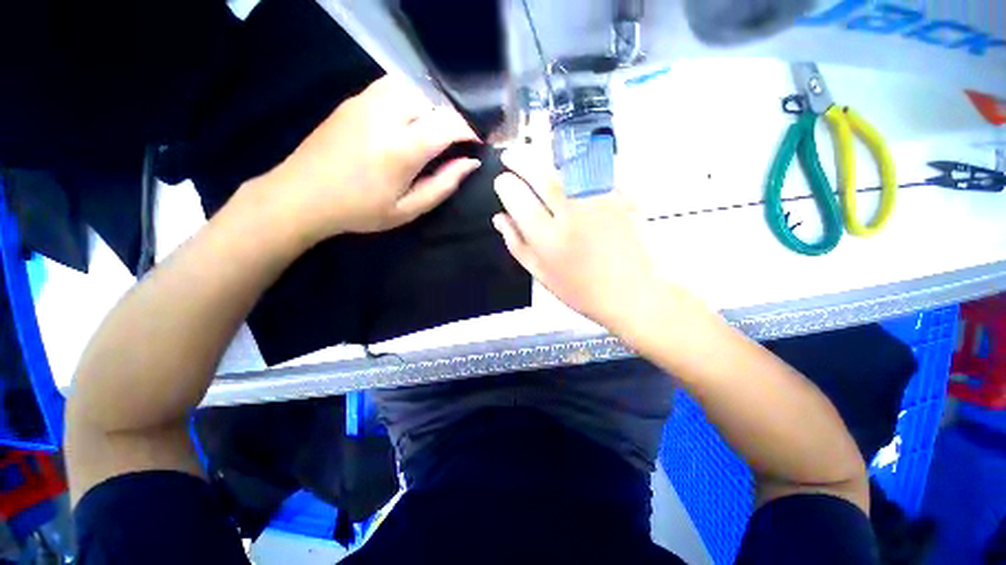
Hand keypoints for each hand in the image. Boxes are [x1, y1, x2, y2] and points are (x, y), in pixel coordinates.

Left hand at [263, 76, 480, 242]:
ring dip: (433, 103)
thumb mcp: (408, 209)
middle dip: (454, 115)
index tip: (479, 142)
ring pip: (414, 85)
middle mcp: (385, 115)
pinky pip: (393, 85)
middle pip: (433, 98)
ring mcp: (366, 101)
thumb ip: (443, 185)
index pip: (448, 123)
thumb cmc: (360, 210)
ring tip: (438, 127)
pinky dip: (413, 96)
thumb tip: (470, 163)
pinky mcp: (354, 99)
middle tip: (460, 138)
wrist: (302, 195)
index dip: (470, 129)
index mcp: (401, 149)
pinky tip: (413, 117)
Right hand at [492, 148, 659, 328]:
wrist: (631, 294)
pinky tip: (569, 168)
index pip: (518, 199)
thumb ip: (517, 244)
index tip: (502, 181)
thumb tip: (499, 218)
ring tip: (534, 158)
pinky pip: (594, 171)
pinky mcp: (621, 196)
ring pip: (566, 167)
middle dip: (519, 159)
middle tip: (510, 155)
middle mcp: (571, 215)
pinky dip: (578, 165)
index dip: (505, 185)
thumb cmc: (581, 290)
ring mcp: (598, 202)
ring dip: (544, 158)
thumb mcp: (541, 274)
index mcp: (547, 240)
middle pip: (540, 175)